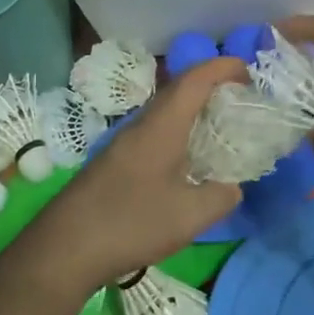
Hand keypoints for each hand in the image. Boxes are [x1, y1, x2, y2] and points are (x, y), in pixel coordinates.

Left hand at [21, 58, 247, 293]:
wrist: (65, 247)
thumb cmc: (131, 222)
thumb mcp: (190, 215)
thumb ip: (220, 196)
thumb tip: (232, 187)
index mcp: (163, 126)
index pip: (195, 79)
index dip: (222, 67)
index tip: (248, 71)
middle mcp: (142, 125)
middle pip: (179, 90)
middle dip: (211, 85)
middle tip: (239, 98)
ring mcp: (125, 143)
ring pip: (165, 112)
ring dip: (193, 110)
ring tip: (218, 126)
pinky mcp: (115, 162)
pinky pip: (155, 132)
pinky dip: (178, 132)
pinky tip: (186, 160)